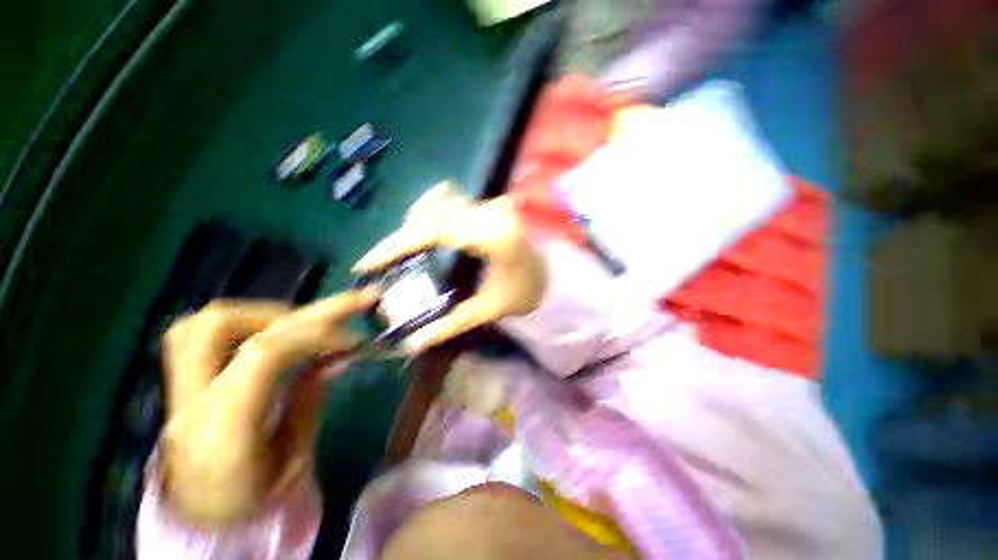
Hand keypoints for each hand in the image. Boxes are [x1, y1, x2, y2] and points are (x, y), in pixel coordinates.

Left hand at [159, 290, 376, 526]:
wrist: (198, 517)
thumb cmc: (251, 500)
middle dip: (303, 310)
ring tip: (308, 323)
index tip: (355, 339)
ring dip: (269, 312)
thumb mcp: (294, 463)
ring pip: (208, 320)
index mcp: (223, 431)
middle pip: (229, 325)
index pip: (263, 355)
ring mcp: (178, 387)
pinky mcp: (180, 380)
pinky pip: (198, 330)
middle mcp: (192, 401)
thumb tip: (327, 359)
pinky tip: (274, 329)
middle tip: (353, 302)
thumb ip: (308, 404)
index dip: (315, 335)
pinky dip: (244, 319)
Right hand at [353, 183, 546, 351]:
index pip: (434, 231)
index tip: (366, 262)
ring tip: (402, 251)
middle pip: (432, 213)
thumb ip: (451, 324)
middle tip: (383, 261)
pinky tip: (425, 233)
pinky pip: (452, 200)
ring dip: (415, 223)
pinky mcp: (491, 203)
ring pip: (439, 202)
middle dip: (402, 237)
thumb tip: (412, 343)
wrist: (551, 274)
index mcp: (495, 237)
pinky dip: (432, 213)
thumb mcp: (489, 310)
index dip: (396, 244)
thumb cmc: (524, 292)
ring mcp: (493, 203)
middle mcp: (493, 211)